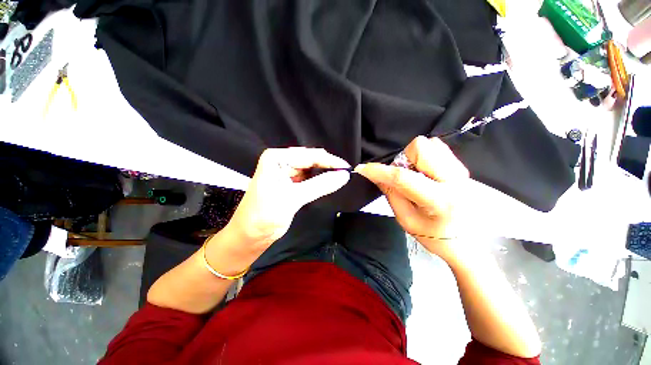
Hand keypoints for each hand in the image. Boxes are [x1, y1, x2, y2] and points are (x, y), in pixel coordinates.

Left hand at [207, 147, 350, 272]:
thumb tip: (344, 176)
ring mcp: (285, 172)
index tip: (347, 168)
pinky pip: (307, 178)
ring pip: (310, 169)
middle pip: (310, 160)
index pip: (309, 155)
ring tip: (339, 177)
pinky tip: (328, 182)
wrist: (249, 236)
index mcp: (276, 158)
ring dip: (324, 173)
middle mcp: (280, 161)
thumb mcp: (294, 198)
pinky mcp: (289, 183)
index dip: (329, 161)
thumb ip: (321, 185)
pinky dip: (318, 181)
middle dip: (327, 166)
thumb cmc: (266, 215)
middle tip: (345, 173)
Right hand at [355, 136, 468, 255]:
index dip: (380, 171)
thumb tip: (374, 174)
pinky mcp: (461, 166)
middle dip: (403, 158)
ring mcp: (461, 170)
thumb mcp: (406, 219)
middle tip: (402, 176)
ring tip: (415, 176)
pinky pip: (437, 147)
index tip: (363, 168)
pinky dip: (424, 156)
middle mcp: (455, 179)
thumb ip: (391, 193)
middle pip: (420, 147)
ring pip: (429, 144)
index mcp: (440, 200)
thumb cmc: (433, 236)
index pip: (403, 177)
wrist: (466, 241)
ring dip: (413, 158)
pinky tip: (424, 173)